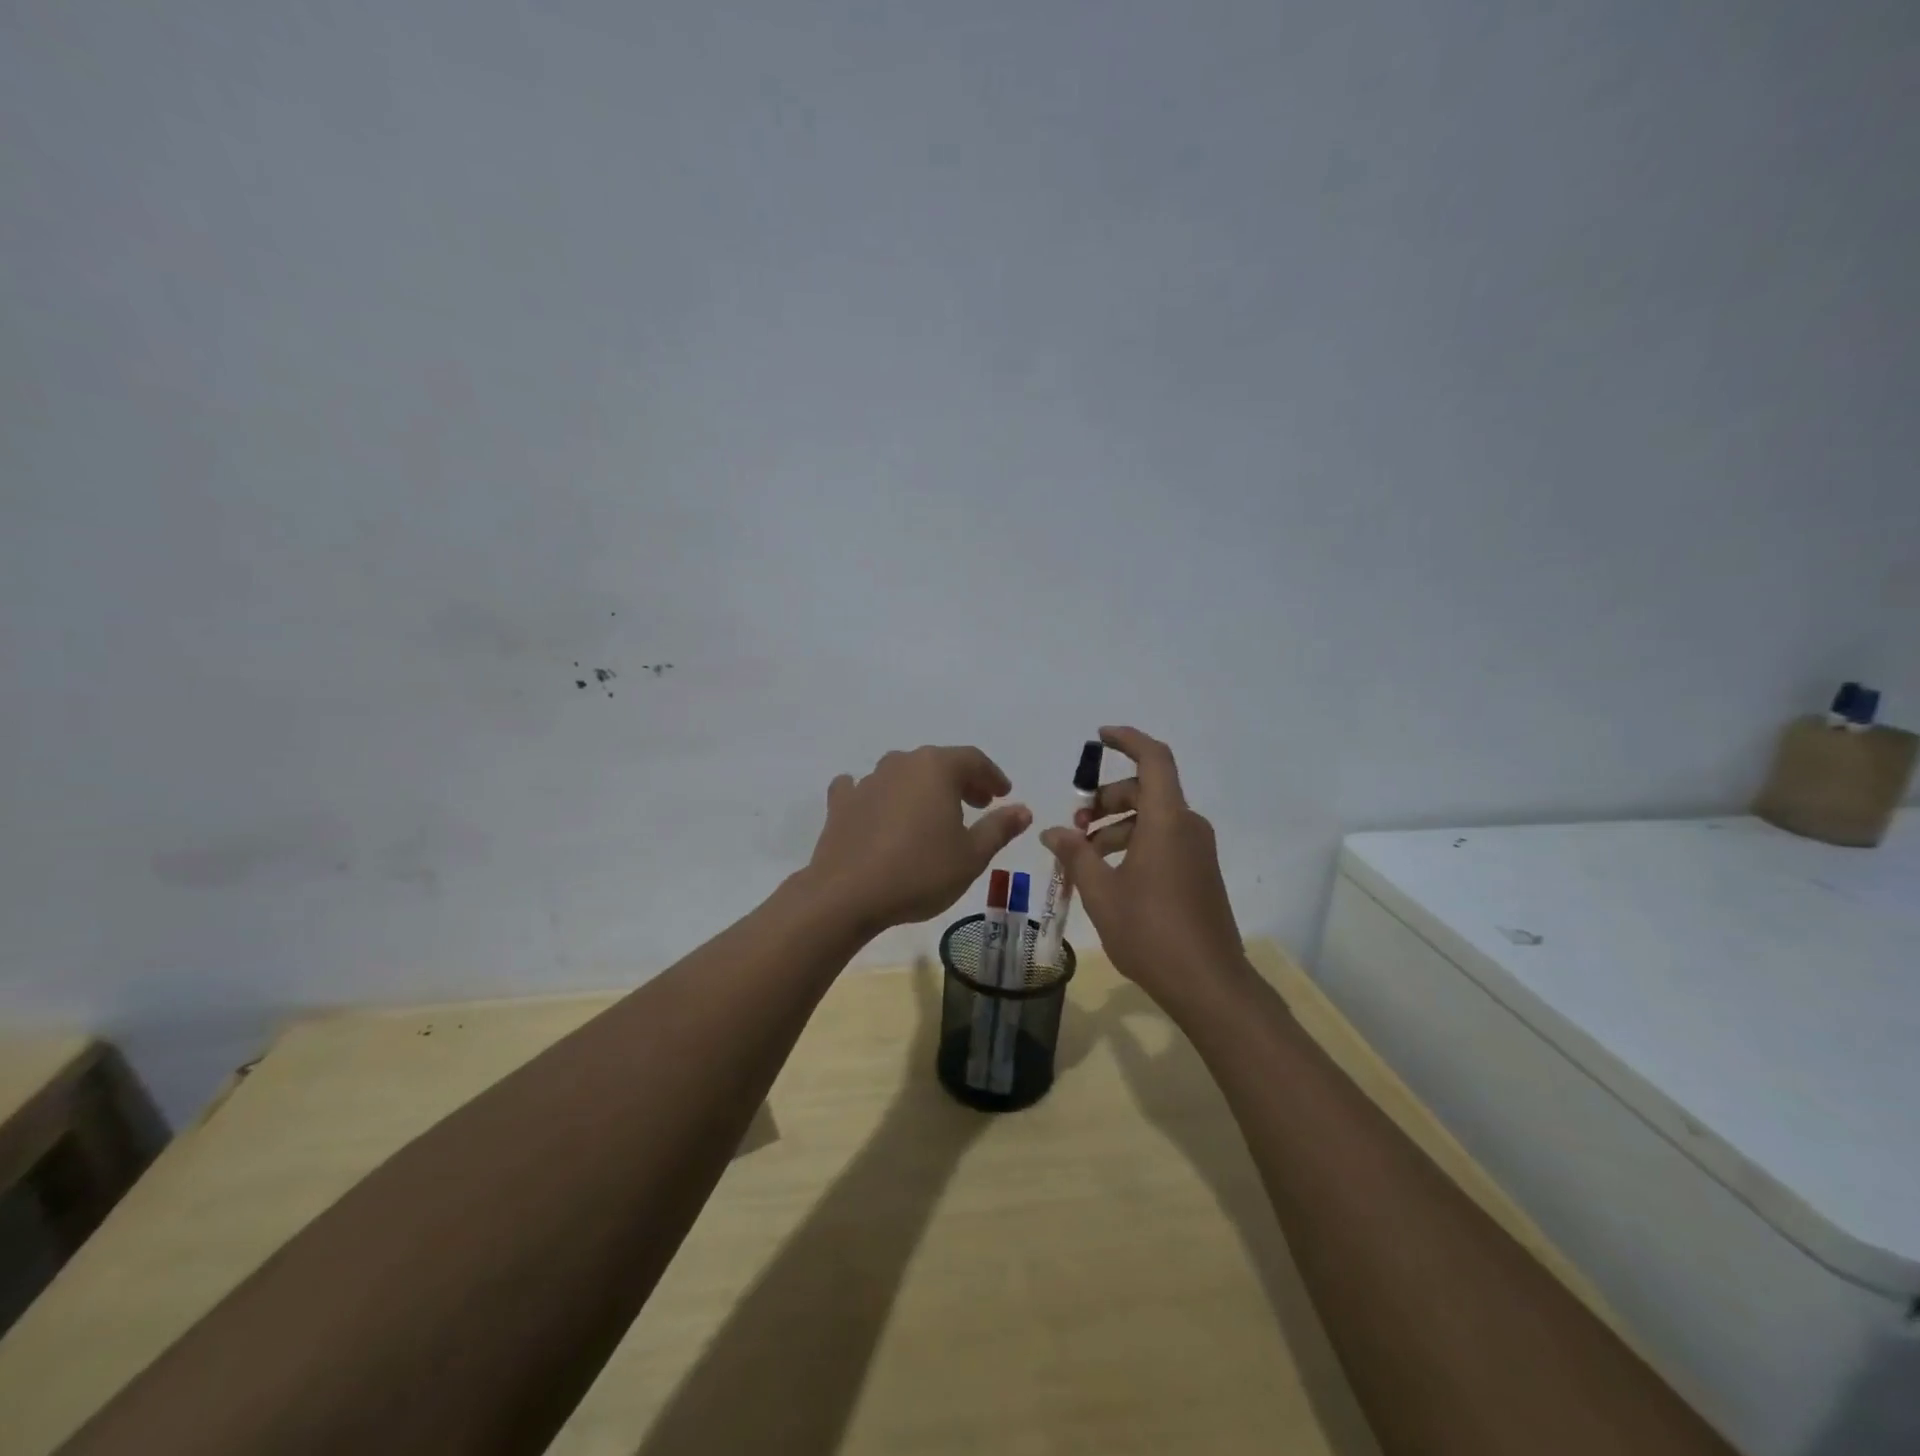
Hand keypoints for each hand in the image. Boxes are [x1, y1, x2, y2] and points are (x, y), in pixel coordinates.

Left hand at [806, 745, 1031, 933]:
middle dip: (961, 781)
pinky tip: (878, 809)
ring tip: (933, 814)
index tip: (1003, 794)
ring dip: (922, 789)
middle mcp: (901, 763)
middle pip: (937, 764)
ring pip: (902, 775)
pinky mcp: (841, 804)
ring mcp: (867, 781)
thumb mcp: (971, 856)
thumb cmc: (920, 872)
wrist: (847, 895)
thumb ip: (999, 828)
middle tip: (977, 804)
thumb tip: (1023, 810)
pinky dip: (878, 796)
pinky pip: (863, 790)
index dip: (992, 776)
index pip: (973, 760)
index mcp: (936, 768)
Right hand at [1040, 727, 1247, 1015]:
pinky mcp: (1200, 873)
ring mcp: (1198, 851)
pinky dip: (1134, 844)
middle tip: (1076, 826)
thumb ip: (1074, 854)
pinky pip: (1164, 840)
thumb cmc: (1150, 932)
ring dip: (1116, 826)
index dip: (1127, 740)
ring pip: (1153, 818)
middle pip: (1146, 790)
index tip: (1098, 737)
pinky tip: (1109, 875)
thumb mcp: (1101, 892)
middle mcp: (1188, 827)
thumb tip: (1051, 830)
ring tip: (1084, 857)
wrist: (1209, 984)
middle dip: (1106, 799)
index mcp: (1167, 820)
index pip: (1153, 759)